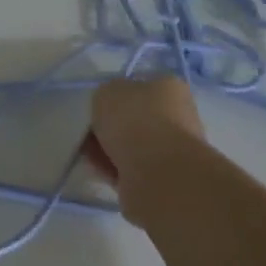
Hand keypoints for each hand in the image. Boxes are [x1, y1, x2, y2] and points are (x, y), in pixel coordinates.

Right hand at [83, 77, 207, 221]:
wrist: (158, 173)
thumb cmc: (134, 121)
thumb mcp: (107, 92)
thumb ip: (106, 95)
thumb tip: (109, 108)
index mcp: (169, 88)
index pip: (139, 87)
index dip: (114, 97)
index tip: (95, 109)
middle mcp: (176, 116)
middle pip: (134, 119)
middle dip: (109, 127)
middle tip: (88, 133)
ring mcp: (172, 149)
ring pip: (131, 146)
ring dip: (108, 149)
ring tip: (88, 154)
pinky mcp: (162, 178)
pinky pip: (130, 169)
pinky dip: (113, 169)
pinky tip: (98, 170)